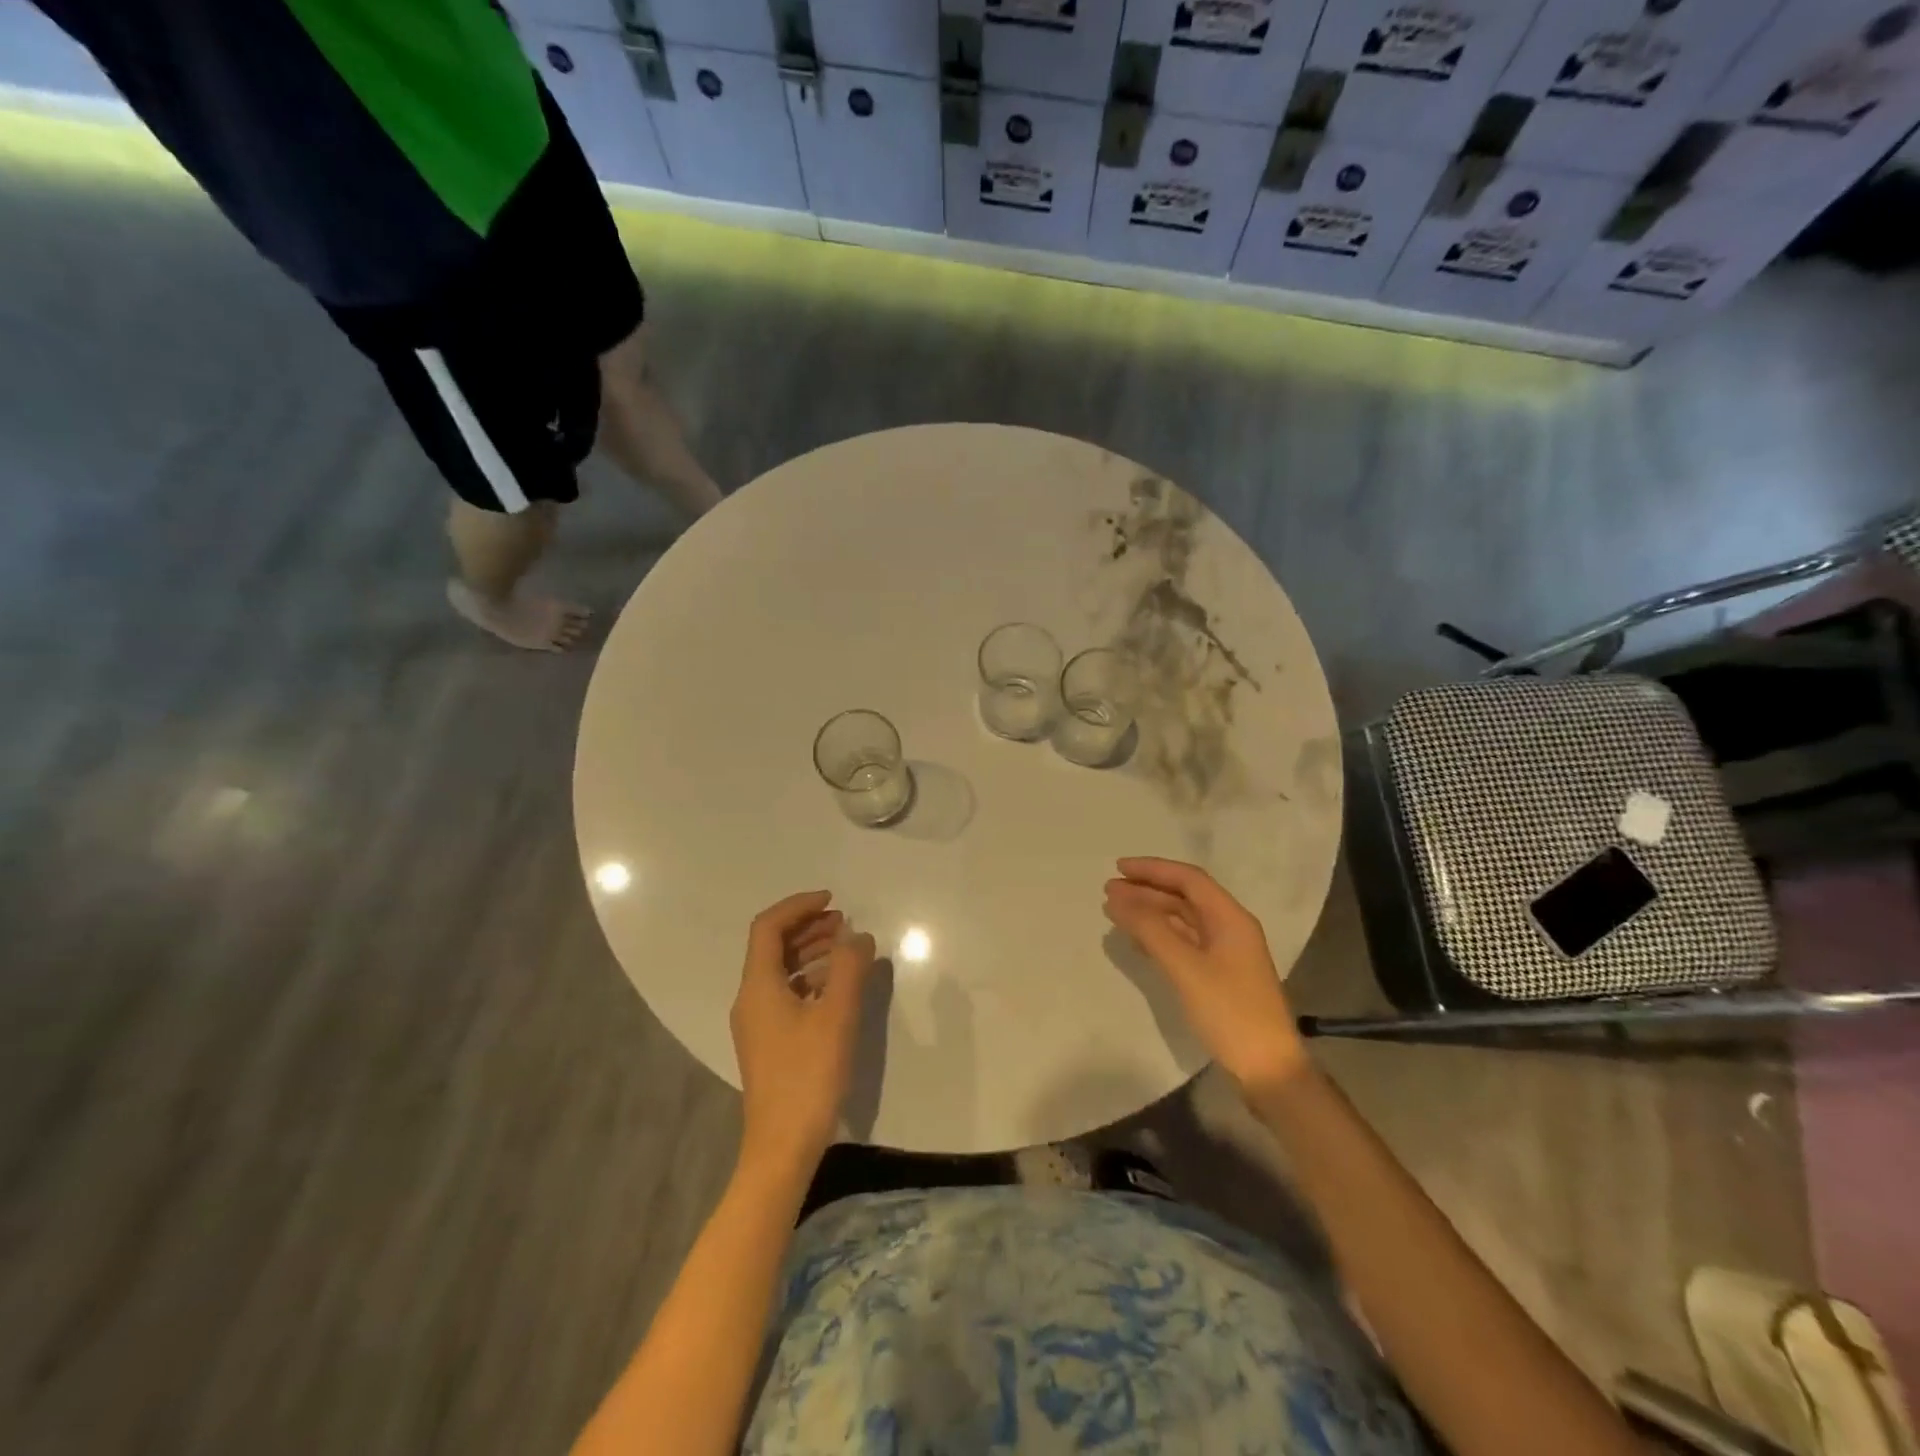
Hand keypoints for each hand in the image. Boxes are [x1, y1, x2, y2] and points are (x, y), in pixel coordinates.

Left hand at [729, 891, 875, 1177]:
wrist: (782, 1146)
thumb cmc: (808, 1075)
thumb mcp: (836, 1015)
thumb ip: (848, 968)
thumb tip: (858, 936)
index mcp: (758, 986)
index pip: (769, 927)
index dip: (799, 906)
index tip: (832, 900)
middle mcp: (751, 998)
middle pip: (773, 946)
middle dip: (808, 926)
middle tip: (843, 921)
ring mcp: (757, 1022)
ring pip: (781, 970)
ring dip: (810, 951)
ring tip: (845, 947)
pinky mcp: (769, 1042)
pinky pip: (786, 992)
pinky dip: (810, 978)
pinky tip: (837, 986)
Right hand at [1103, 857, 1308, 1095]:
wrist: (1268, 1069)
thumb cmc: (1229, 1011)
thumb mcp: (1185, 967)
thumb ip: (1150, 929)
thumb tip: (1117, 898)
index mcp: (1230, 918)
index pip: (1189, 879)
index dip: (1153, 869)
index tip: (1118, 868)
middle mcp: (1229, 928)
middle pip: (1184, 898)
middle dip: (1147, 890)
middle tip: (1109, 891)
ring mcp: (1225, 954)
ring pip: (1182, 921)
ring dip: (1150, 912)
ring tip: (1115, 911)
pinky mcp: (1217, 976)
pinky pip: (1183, 943)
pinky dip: (1158, 936)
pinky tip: (1136, 940)